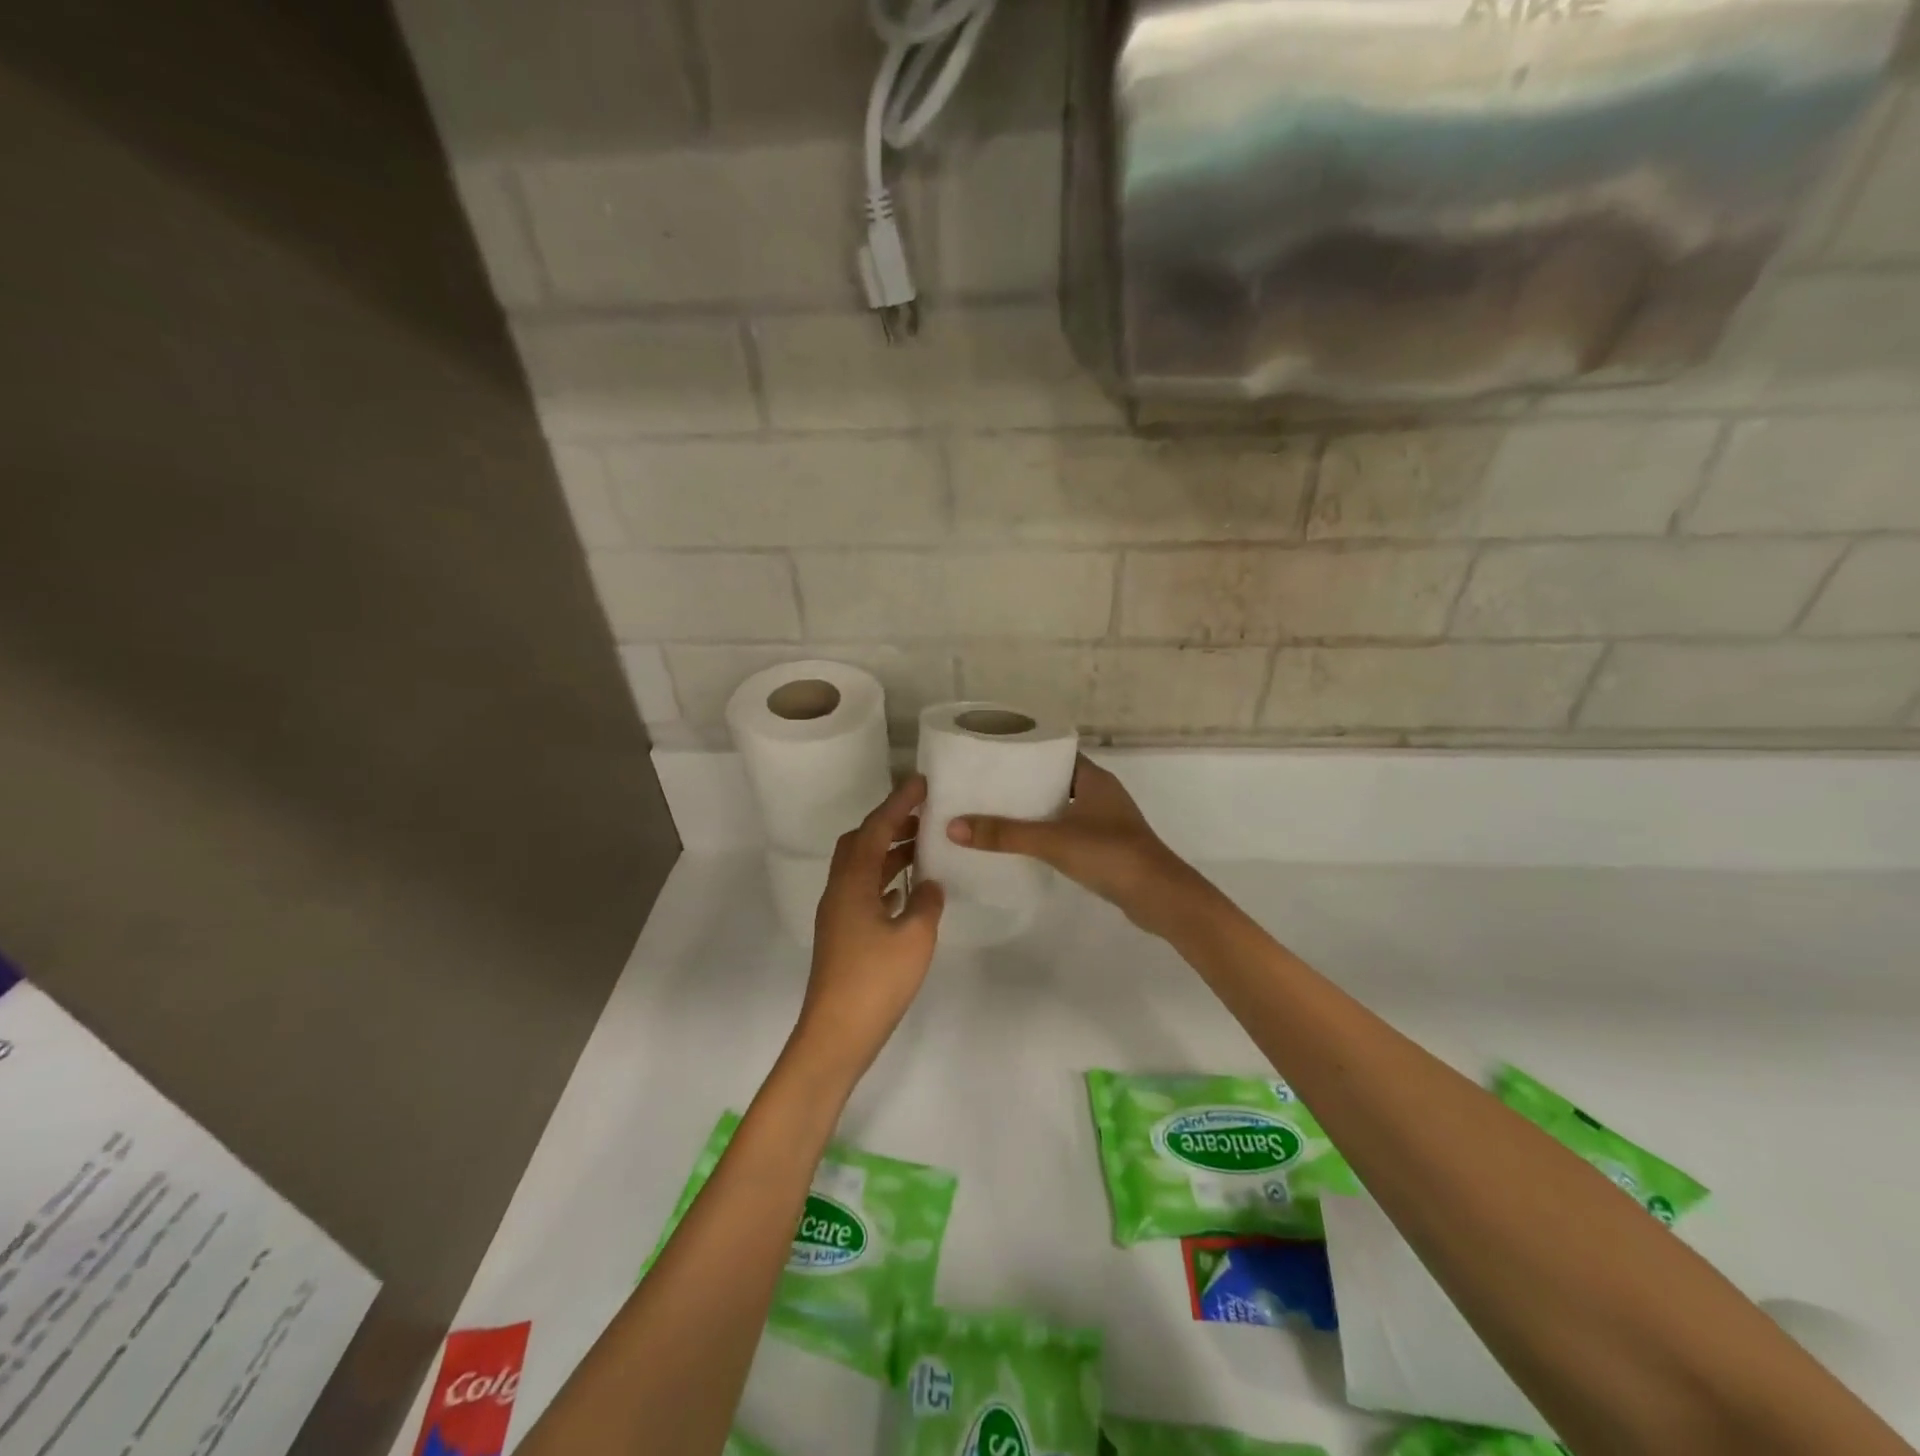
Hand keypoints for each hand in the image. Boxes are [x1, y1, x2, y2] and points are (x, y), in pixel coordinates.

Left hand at [792, 775, 944, 1079]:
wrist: (836, 1035)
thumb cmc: (876, 982)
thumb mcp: (914, 938)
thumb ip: (926, 903)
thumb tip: (930, 884)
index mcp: (853, 883)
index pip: (875, 829)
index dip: (898, 803)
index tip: (921, 783)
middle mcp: (840, 891)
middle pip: (860, 843)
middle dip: (890, 824)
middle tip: (923, 816)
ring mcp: (838, 915)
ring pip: (862, 868)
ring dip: (889, 852)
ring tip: (923, 847)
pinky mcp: (843, 936)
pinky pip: (865, 891)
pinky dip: (886, 880)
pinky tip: (909, 891)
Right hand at [946, 756, 1211, 937]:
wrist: (1160, 897)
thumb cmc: (1110, 854)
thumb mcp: (1052, 841)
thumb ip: (1004, 834)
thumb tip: (953, 826)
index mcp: (1094, 778)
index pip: (1056, 753)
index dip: (1028, 753)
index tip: (996, 756)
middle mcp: (1102, 793)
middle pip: (1058, 779)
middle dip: (1026, 782)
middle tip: (989, 785)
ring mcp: (1108, 821)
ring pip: (1065, 806)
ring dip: (1038, 808)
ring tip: (999, 812)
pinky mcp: (1108, 846)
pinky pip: (1072, 829)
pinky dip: (1051, 831)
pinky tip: (1028, 843)